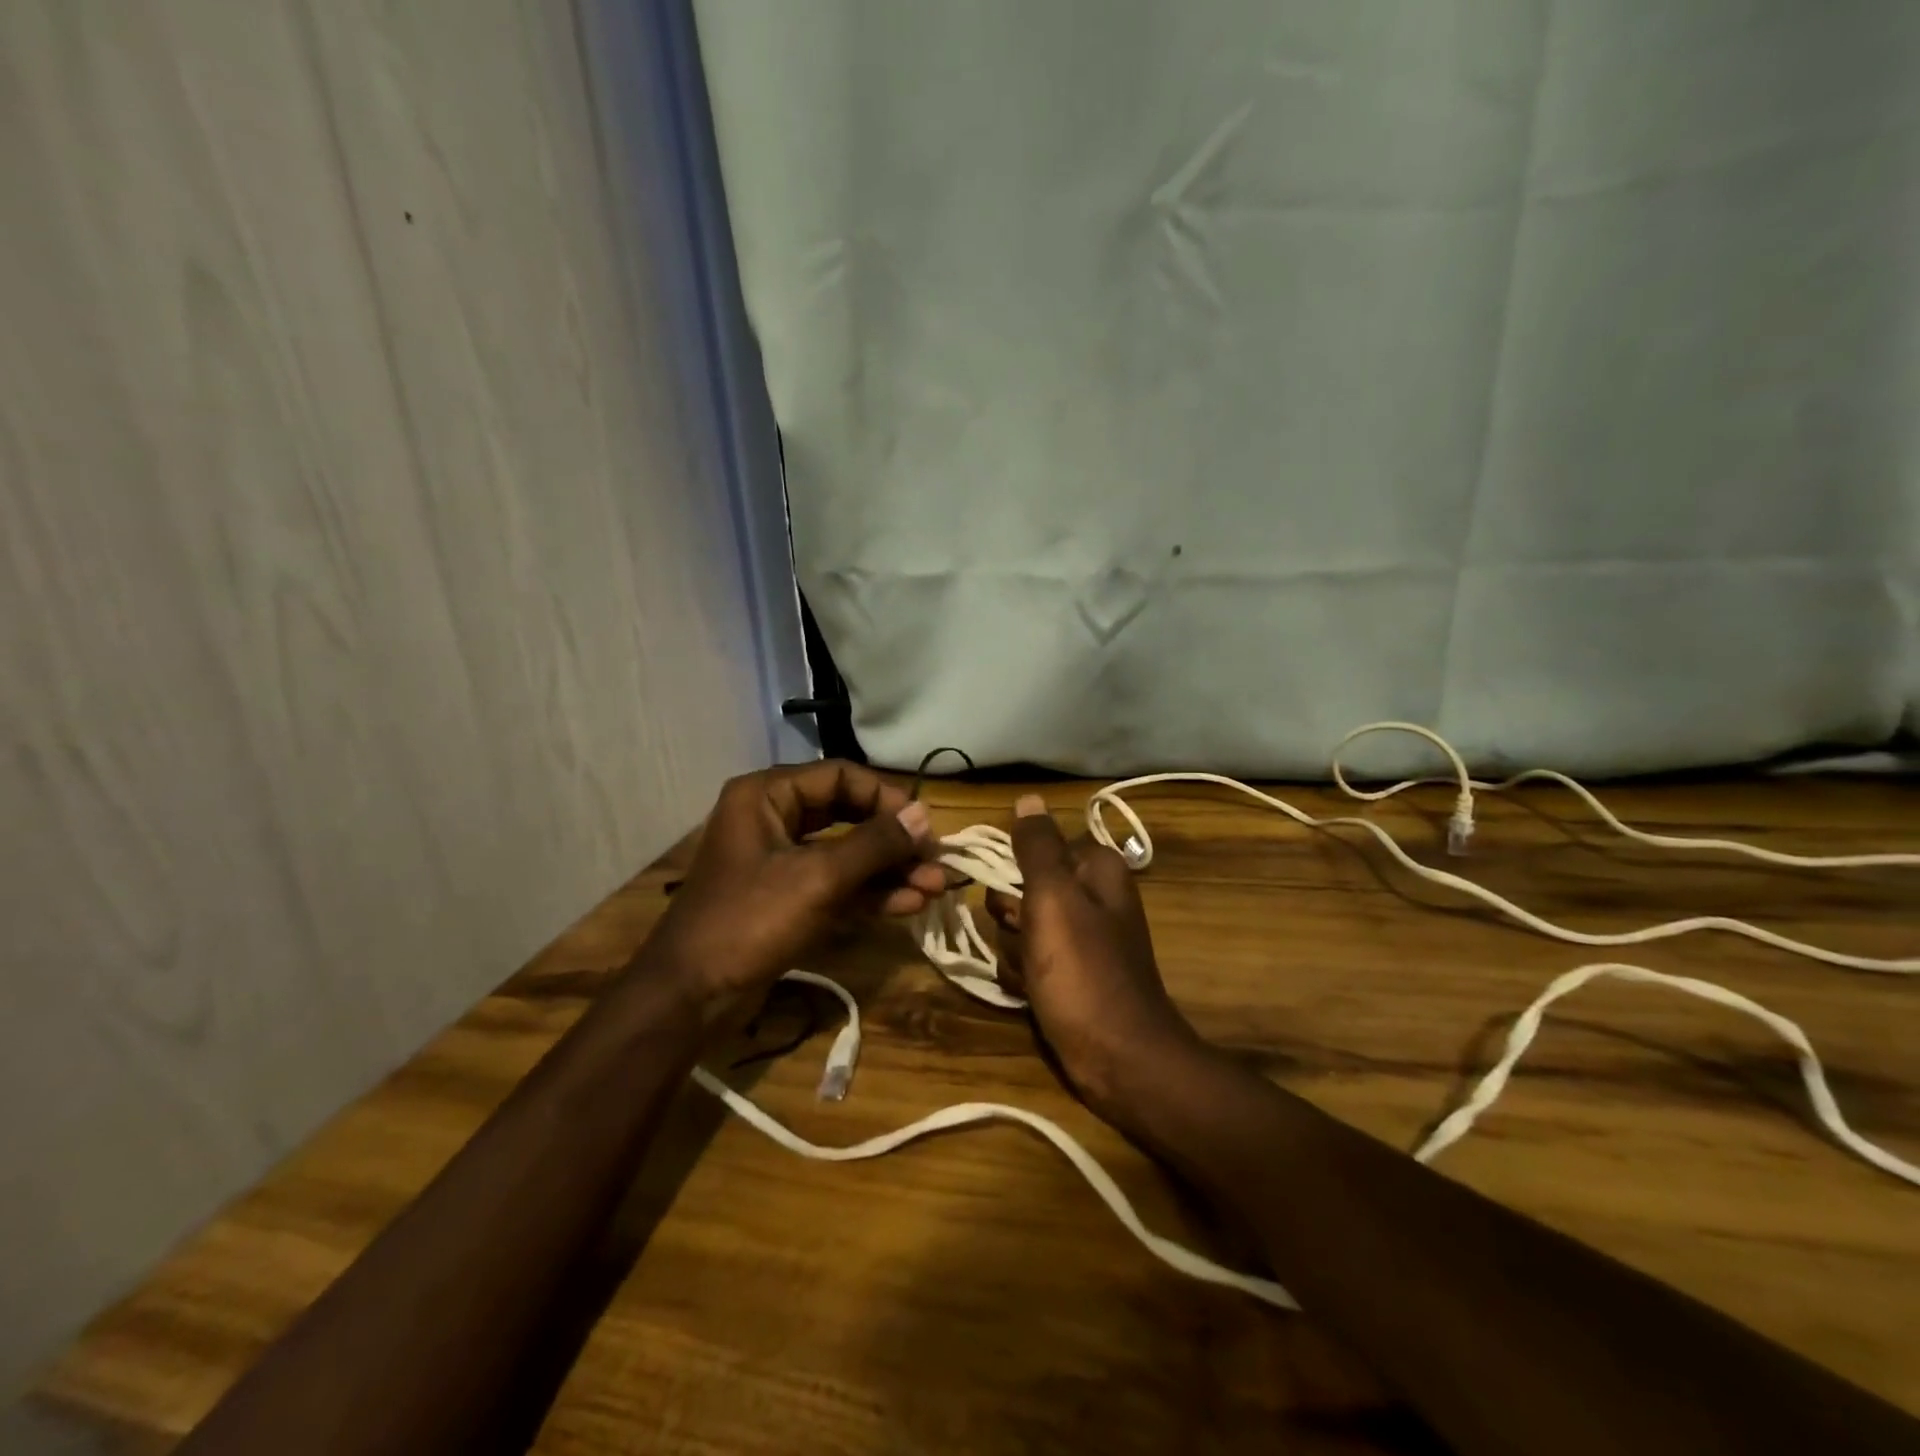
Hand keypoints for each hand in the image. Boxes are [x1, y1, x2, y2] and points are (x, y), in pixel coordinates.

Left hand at [645, 761, 946, 1020]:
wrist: (690, 998)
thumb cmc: (749, 922)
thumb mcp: (818, 879)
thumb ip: (875, 844)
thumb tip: (923, 815)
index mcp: (768, 796)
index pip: (840, 776)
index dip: (885, 797)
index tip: (923, 825)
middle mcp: (774, 818)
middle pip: (848, 814)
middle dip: (893, 840)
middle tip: (935, 860)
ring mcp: (781, 861)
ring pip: (847, 853)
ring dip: (889, 871)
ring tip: (934, 888)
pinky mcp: (788, 898)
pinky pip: (836, 884)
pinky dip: (870, 893)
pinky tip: (909, 905)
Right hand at [984, 794, 1202, 1117]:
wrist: (1120, 1060)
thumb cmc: (1084, 972)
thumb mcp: (1054, 898)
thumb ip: (1037, 847)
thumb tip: (1028, 798)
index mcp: (1096, 869)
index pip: (1037, 847)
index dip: (1016, 870)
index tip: (1009, 893)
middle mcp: (1092, 897)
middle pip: (1025, 888)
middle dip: (1011, 915)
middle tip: (1025, 938)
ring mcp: (1083, 938)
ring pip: (1020, 926)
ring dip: (1014, 949)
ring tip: (1031, 974)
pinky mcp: (1072, 974)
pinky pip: (1030, 960)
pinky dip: (1024, 975)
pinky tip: (1031, 994)